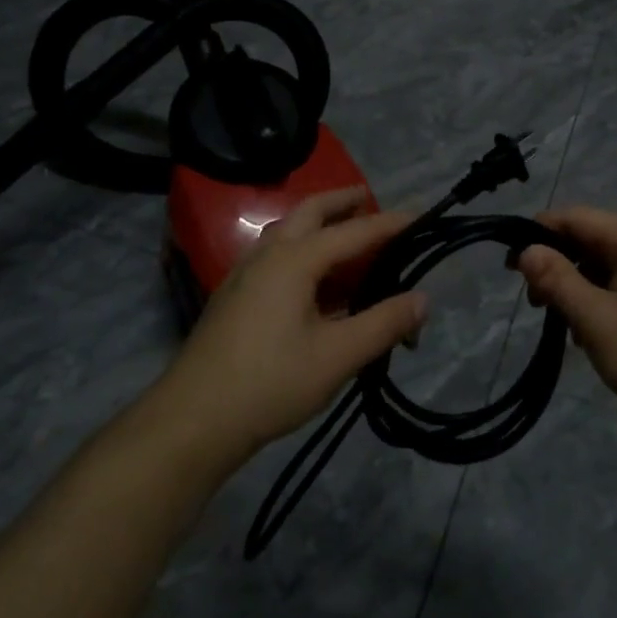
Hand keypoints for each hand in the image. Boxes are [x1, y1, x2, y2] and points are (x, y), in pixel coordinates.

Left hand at [153, 188, 426, 460]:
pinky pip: (274, 254)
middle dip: (341, 201)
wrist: (193, 419)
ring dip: (317, 222)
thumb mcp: (337, 356)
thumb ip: (383, 323)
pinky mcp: (234, 296)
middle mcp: (268, 255)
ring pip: (286, 231)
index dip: (389, 224)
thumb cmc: (270, 383)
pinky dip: (300, 246)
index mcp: (294, 260)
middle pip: (309, 212)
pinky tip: (310, 277)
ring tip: (344, 231)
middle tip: (369, 198)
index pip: (353, 232)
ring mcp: (244, 274)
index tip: (420, 215)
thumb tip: (423, 299)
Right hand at [516, 206, 616, 432]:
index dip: (539, 233)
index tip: (511, 266)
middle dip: (556, 264)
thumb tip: (526, 250)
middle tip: (534, 302)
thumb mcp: (596, 319)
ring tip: (561, 323)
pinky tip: (587, 334)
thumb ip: (558, 280)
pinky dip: (596, 301)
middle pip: (589, 238)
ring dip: (574, 287)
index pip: (576, 217)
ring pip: (601, 264)